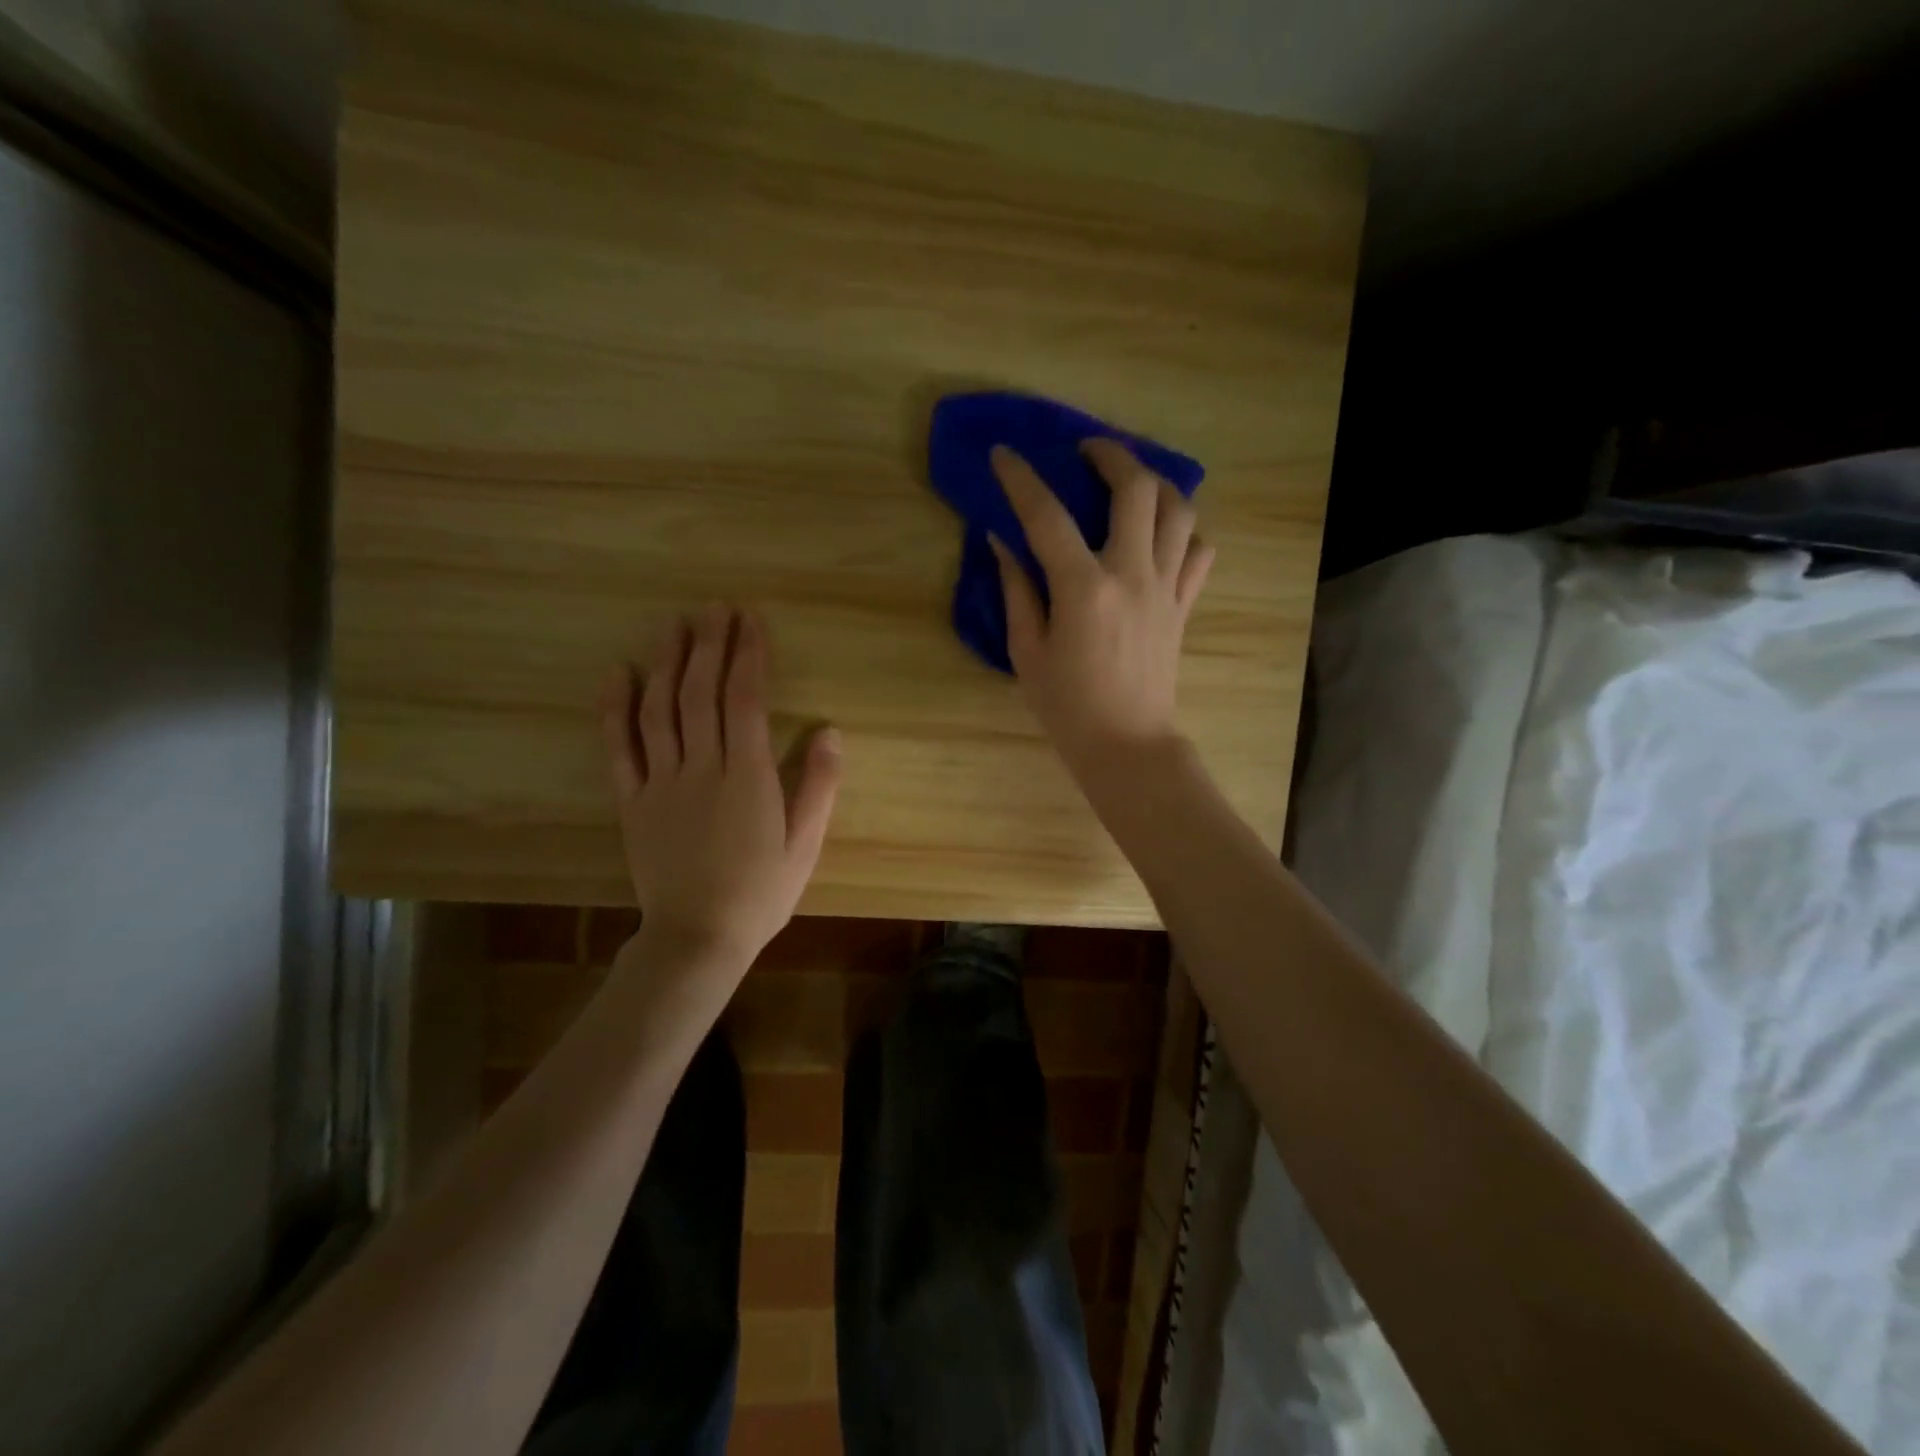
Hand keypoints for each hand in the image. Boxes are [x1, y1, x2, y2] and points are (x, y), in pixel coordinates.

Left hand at [602, 606, 842, 975]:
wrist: (697, 937)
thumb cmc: (761, 892)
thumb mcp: (805, 844)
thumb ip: (819, 786)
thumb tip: (830, 731)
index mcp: (747, 776)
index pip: (745, 700)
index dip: (748, 655)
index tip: (750, 620)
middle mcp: (701, 768)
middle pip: (701, 693)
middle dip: (710, 645)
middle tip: (714, 608)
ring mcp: (661, 783)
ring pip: (660, 709)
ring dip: (667, 663)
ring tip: (674, 625)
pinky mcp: (632, 801)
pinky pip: (620, 747)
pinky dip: (617, 708)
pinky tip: (620, 674)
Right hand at [989, 438, 1213, 783]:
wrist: (1128, 745)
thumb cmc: (1068, 707)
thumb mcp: (1027, 653)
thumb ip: (1016, 592)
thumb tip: (1003, 543)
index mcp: (1084, 590)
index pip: (1047, 517)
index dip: (1021, 479)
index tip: (1004, 454)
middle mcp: (1132, 576)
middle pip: (1136, 490)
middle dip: (1111, 455)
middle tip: (1087, 451)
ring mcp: (1166, 589)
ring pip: (1179, 511)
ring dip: (1155, 483)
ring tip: (1131, 481)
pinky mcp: (1183, 606)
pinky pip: (1199, 553)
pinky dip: (1185, 532)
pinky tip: (1162, 535)